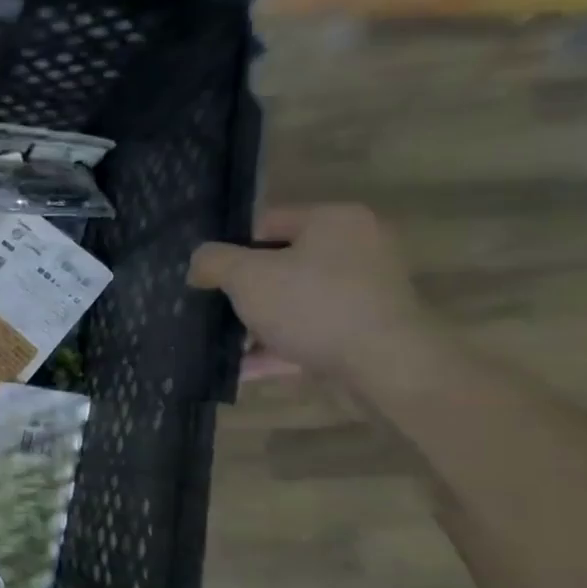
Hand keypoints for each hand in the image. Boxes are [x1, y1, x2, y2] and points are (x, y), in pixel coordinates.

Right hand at [188, 204, 431, 383]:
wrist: (385, 366)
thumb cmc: (312, 305)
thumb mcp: (246, 276)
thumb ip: (213, 261)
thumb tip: (200, 262)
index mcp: (333, 220)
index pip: (265, 223)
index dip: (229, 249)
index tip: (206, 277)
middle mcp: (357, 248)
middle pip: (280, 265)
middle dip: (244, 291)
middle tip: (213, 310)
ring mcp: (366, 291)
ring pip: (294, 301)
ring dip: (258, 322)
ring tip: (225, 344)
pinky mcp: (367, 329)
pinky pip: (310, 331)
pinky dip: (280, 347)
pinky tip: (247, 367)